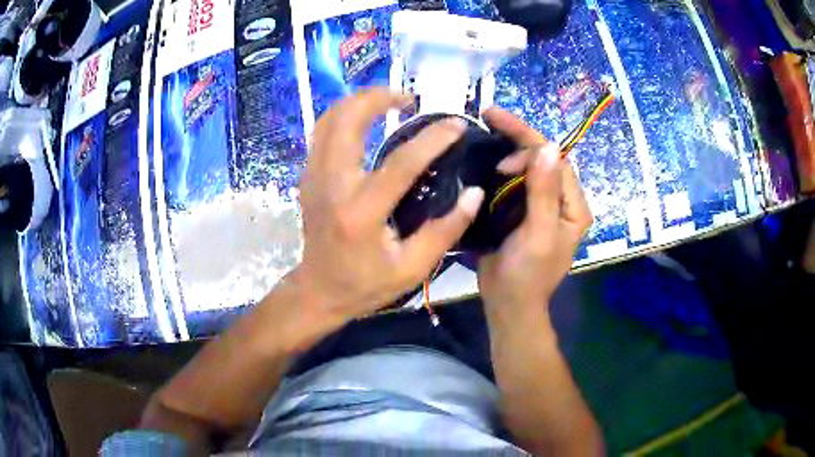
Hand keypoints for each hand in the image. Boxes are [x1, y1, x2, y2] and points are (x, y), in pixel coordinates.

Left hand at [296, 88, 484, 320]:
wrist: (318, 289)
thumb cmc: (365, 284)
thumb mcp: (413, 268)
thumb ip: (446, 230)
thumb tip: (474, 193)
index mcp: (361, 213)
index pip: (401, 163)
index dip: (433, 138)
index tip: (457, 124)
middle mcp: (332, 186)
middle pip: (348, 120)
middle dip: (380, 97)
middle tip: (410, 99)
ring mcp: (314, 177)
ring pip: (329, 118)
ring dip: (360, 101)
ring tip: (390, 102)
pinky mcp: (308, 176)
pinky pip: (322, 131)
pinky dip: (345, 115)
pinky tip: (366, 120)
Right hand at [478, 108, 591, 315]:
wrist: (508, 303)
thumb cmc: (527, 274)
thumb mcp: (539, 234)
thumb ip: (544, 191)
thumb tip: (547, 146)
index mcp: (573, 205)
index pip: (555, 159)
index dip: (528, 139)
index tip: (497, 130)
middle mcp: (561, 200)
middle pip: (542, 158)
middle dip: (516, 138)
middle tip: (486, 120)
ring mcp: (542, 204)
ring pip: (527, 166)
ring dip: (507, 148)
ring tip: (483, 131)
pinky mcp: (523, 210)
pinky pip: (514, 180)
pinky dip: (499, 166)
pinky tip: (483, 156)